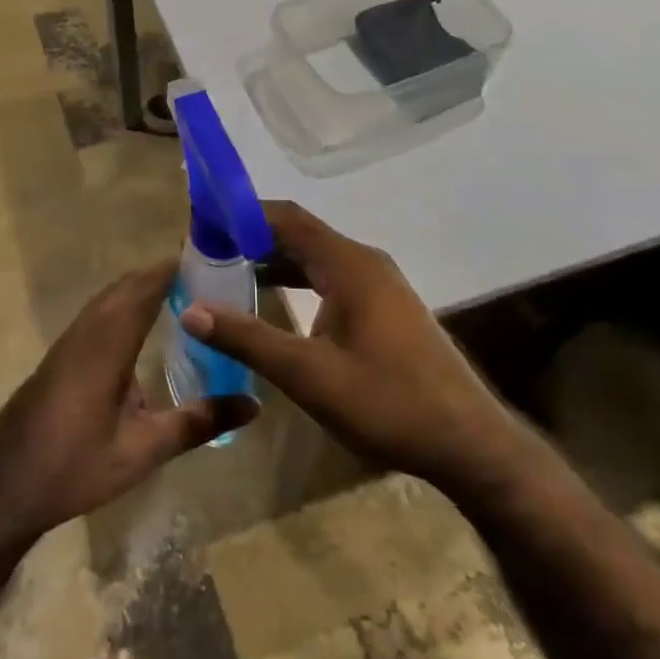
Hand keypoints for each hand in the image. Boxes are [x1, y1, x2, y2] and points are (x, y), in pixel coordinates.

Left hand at [0, 260, 259, 542]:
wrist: (5, 487)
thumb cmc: (75, 467)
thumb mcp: (143, 451)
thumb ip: (198, 423)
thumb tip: (253, 404)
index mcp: (107, 345)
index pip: (144, 289)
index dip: (173, 268)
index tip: (208, 257)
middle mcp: (86, 333)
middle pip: (126, 286)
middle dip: (162, 274)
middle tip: (204, 274)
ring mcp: (69, 342)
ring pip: (109, 298)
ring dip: (141, 287)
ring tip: (181, 292)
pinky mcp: (61, 355)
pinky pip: (98, 313)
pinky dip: (124, 304)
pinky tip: (141, 326)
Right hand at [179, 201, 508, 489]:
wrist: (468, 443)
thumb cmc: (388, 403)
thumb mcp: (308, 375)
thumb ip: (248, 339)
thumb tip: (191, 310)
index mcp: (349, 265)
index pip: (286, 219)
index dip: (241, 215)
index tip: (201, 225)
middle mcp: (365, 262)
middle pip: (299, 234)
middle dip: (251, 238)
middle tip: (205, 252)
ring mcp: (379, 284)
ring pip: (315, 257)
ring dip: (273, 260)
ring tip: (227, 273)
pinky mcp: (385, 307)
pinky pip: (331, 277)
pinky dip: (297, 280)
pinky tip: (273, 302)